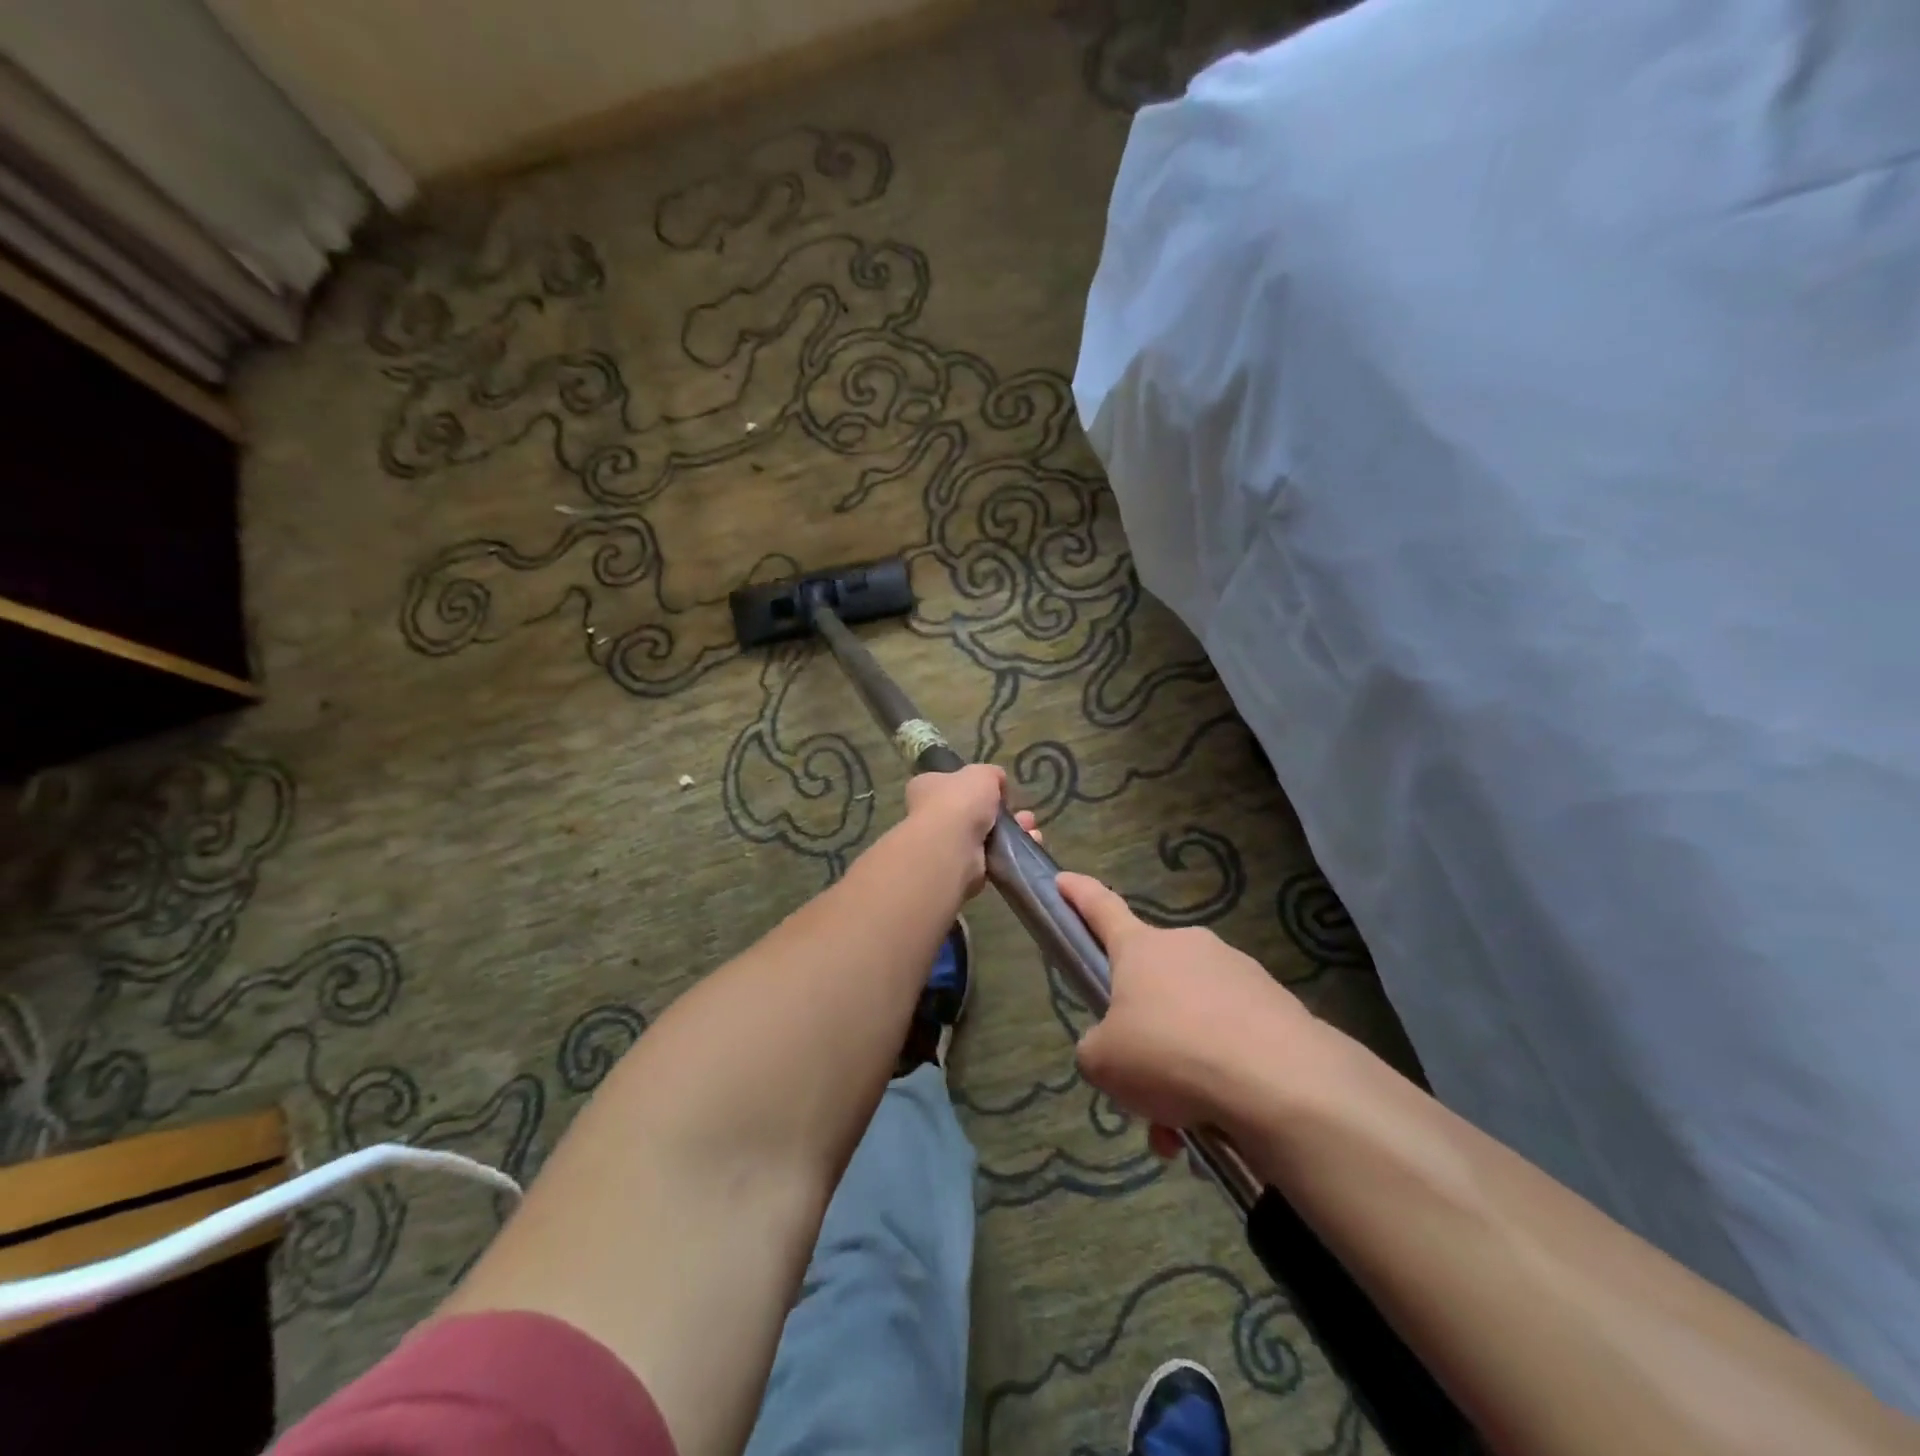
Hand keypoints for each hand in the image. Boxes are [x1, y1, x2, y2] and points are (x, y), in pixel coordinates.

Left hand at [902, 764, 1039, 897]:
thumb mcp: (981, 774)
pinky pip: (991, 857)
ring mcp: (946, 845)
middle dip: (1002, 813)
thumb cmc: (959, 802)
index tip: (997, 790)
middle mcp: (931, 817)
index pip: (949, 784)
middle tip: (1023, 814)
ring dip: (1011, 832)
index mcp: (926, 788)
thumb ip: (991, 774)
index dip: (973, 786)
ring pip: (986, 836)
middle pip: (972, 813)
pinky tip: (1029, 844)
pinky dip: (1010, 852)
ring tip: (1031, 829)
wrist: (952, 848)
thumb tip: (997, 782)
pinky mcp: (962, 869)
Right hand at [1058, 872, 1317, 1133]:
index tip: (1063, 879)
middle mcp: (1188, 947)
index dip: (1078, 894)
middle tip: (1141, 1084)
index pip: (1100, 909)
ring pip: (1193, 1019)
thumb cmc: (1170, 1054)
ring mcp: (1237, 972)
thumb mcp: (1104, 1062)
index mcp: (1140, 948)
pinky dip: (1220, 1075)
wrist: (1279, 1081)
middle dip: (1144, 1030)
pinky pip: (1232, 1038)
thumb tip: (1116, 1048)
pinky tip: (1223, 1122)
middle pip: (1152, 982)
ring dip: (1182, 1065)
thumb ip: (1096, 1048)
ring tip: (1184, 1123)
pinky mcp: (1276, 1004)